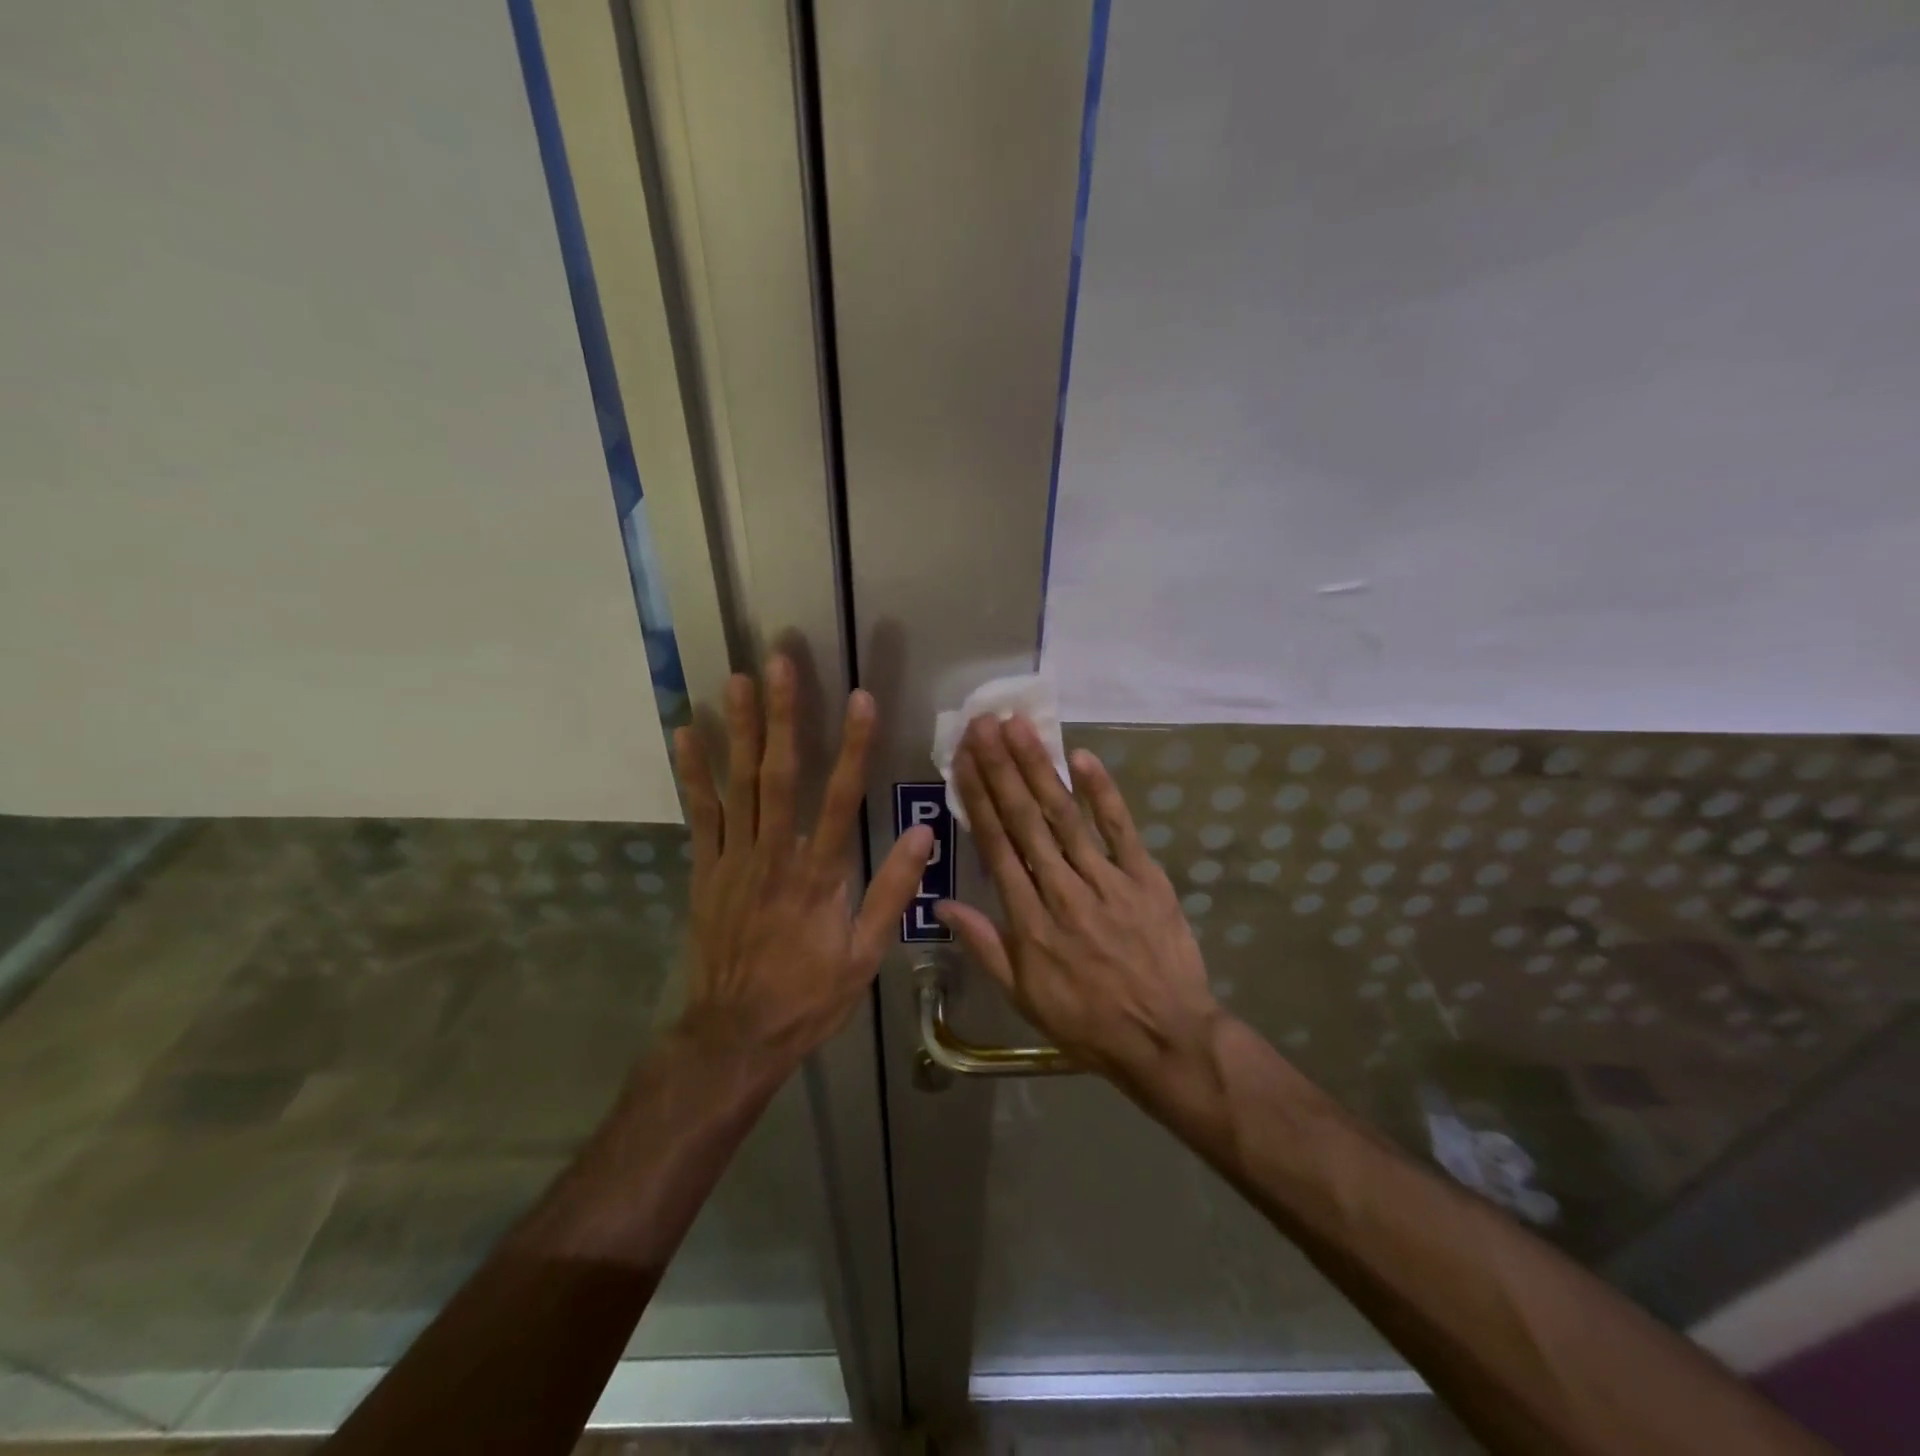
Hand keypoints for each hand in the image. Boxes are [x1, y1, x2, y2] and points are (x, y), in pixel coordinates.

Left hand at [673, 657, 933, 1071]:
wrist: (735, 1036)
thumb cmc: (808, 996)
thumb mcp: (864, 956)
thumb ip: (892, 891)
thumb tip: (923, 835)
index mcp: (819, 874)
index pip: (841, 797)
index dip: (854, 746)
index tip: (861, 699)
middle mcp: (775, 854)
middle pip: (781, 773)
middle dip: (784, 714)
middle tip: (780, 661)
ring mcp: (734, 859)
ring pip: (739, 783)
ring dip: (741, 728)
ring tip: (738, 678)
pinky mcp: (705, 870)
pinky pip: (700, 813)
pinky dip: (693, 772)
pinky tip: (687, 733)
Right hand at [935, 715, 1223, 1088]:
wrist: (1166, 1039)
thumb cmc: (1087, 1021)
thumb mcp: (1024, 996)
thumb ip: (985, 945)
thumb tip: (942, 905)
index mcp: (1030, 920)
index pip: (997, 847)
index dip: (977, 799)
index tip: (962, 760)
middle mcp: (1062, 890)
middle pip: (1025, 820)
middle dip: (1000, 768)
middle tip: (982, 724)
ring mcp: (1107, 880)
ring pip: (1066, 816)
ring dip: (1040, 768)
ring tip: (1018, 727)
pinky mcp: (1146, 878)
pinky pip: (1121, 829)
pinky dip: (1103, 793)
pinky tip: (1082, 757)